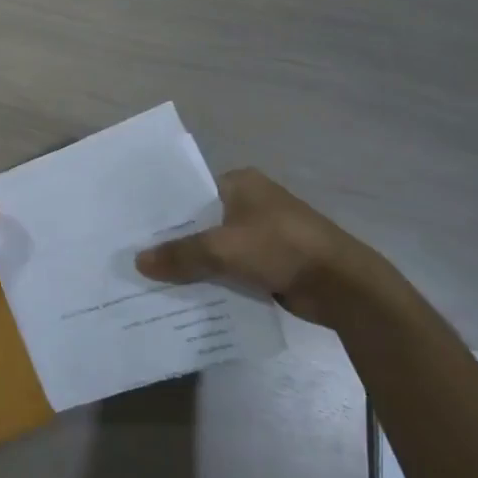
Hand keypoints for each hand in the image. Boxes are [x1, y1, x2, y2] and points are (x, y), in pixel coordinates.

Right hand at [134, 167, 380, 324]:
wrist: (344, 286)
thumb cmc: (282, 248)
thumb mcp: (223, 249)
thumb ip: (180, 255)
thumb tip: (138, 262)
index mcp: (240, 183)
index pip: (189, 192)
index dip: (163, 211)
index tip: (133, 228)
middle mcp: (249, 202)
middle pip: (200, 222)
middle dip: (174, 241)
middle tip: (136, 256)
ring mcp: (262, 233)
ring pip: (214, 247)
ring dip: (193, 264)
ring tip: (153, 278)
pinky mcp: (271, 262)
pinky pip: (230, 268)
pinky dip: (213, 279)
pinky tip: (186, 294)